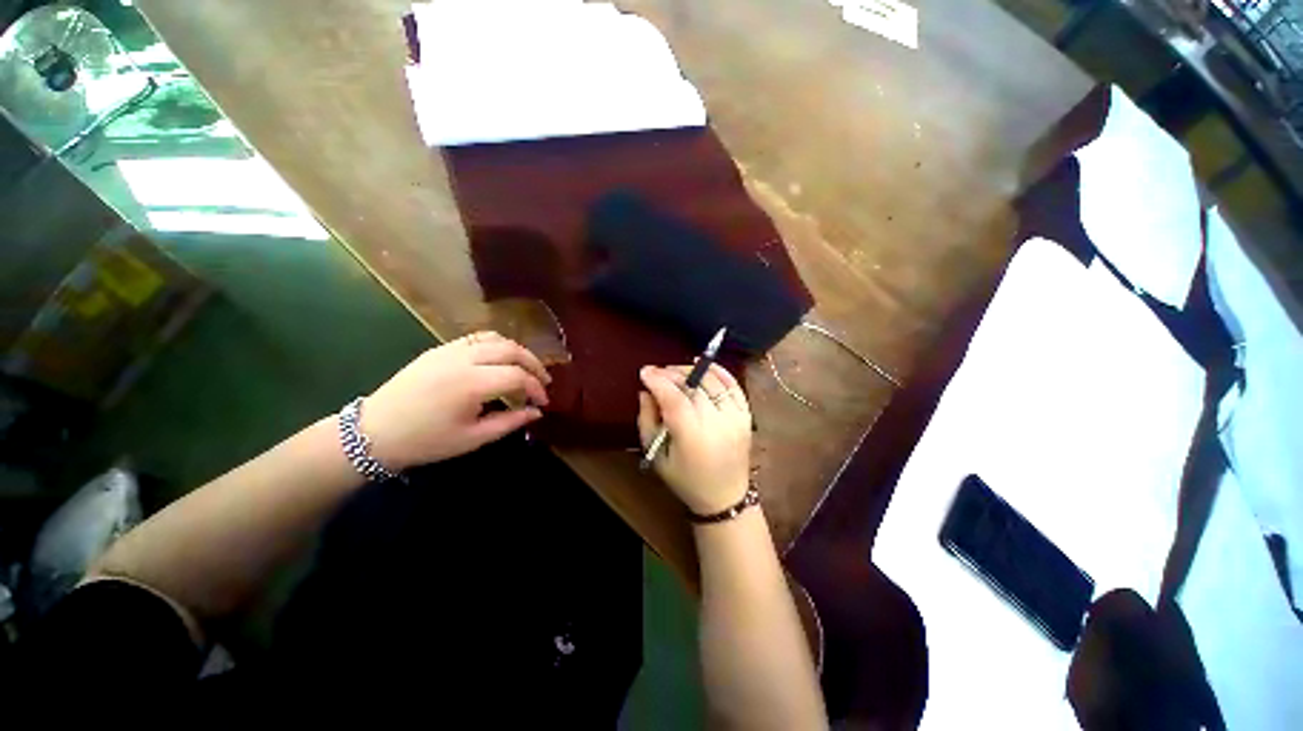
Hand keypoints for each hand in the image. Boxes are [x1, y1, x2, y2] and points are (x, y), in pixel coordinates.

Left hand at [362, 331, 550, 469]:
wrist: (374, 432)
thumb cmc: (426, 441)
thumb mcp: (473, 439)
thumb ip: (510, 422)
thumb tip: (537, 412)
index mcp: (471, 384)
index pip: (518, 376)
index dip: (536, 388)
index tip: (543, 402)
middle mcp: (463, 359)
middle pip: (512, 350)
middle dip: (534, 364)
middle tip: (544, 381)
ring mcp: (450, 349)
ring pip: (497, 338)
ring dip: (518, 351)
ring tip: (526, 368)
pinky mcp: (440, 348)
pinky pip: (477, 337)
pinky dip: (497, 344)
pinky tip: (501, 359)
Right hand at [638, 363, 751, 515]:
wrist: (724, 497)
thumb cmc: (685, 480)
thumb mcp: (656, 455)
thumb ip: (647, 420)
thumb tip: (645, 392)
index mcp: (692, 436)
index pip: (673, 397)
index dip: (658, 380)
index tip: (645, 371)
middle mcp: (717, 422)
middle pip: (693, 386)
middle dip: (671, 374)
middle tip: (657, 372)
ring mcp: (735, 417)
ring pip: (712, 381)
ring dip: (692, 370)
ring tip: (676, 371)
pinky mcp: (746, 415)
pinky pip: (734, 386)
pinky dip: (720, 372)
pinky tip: (705, 365)